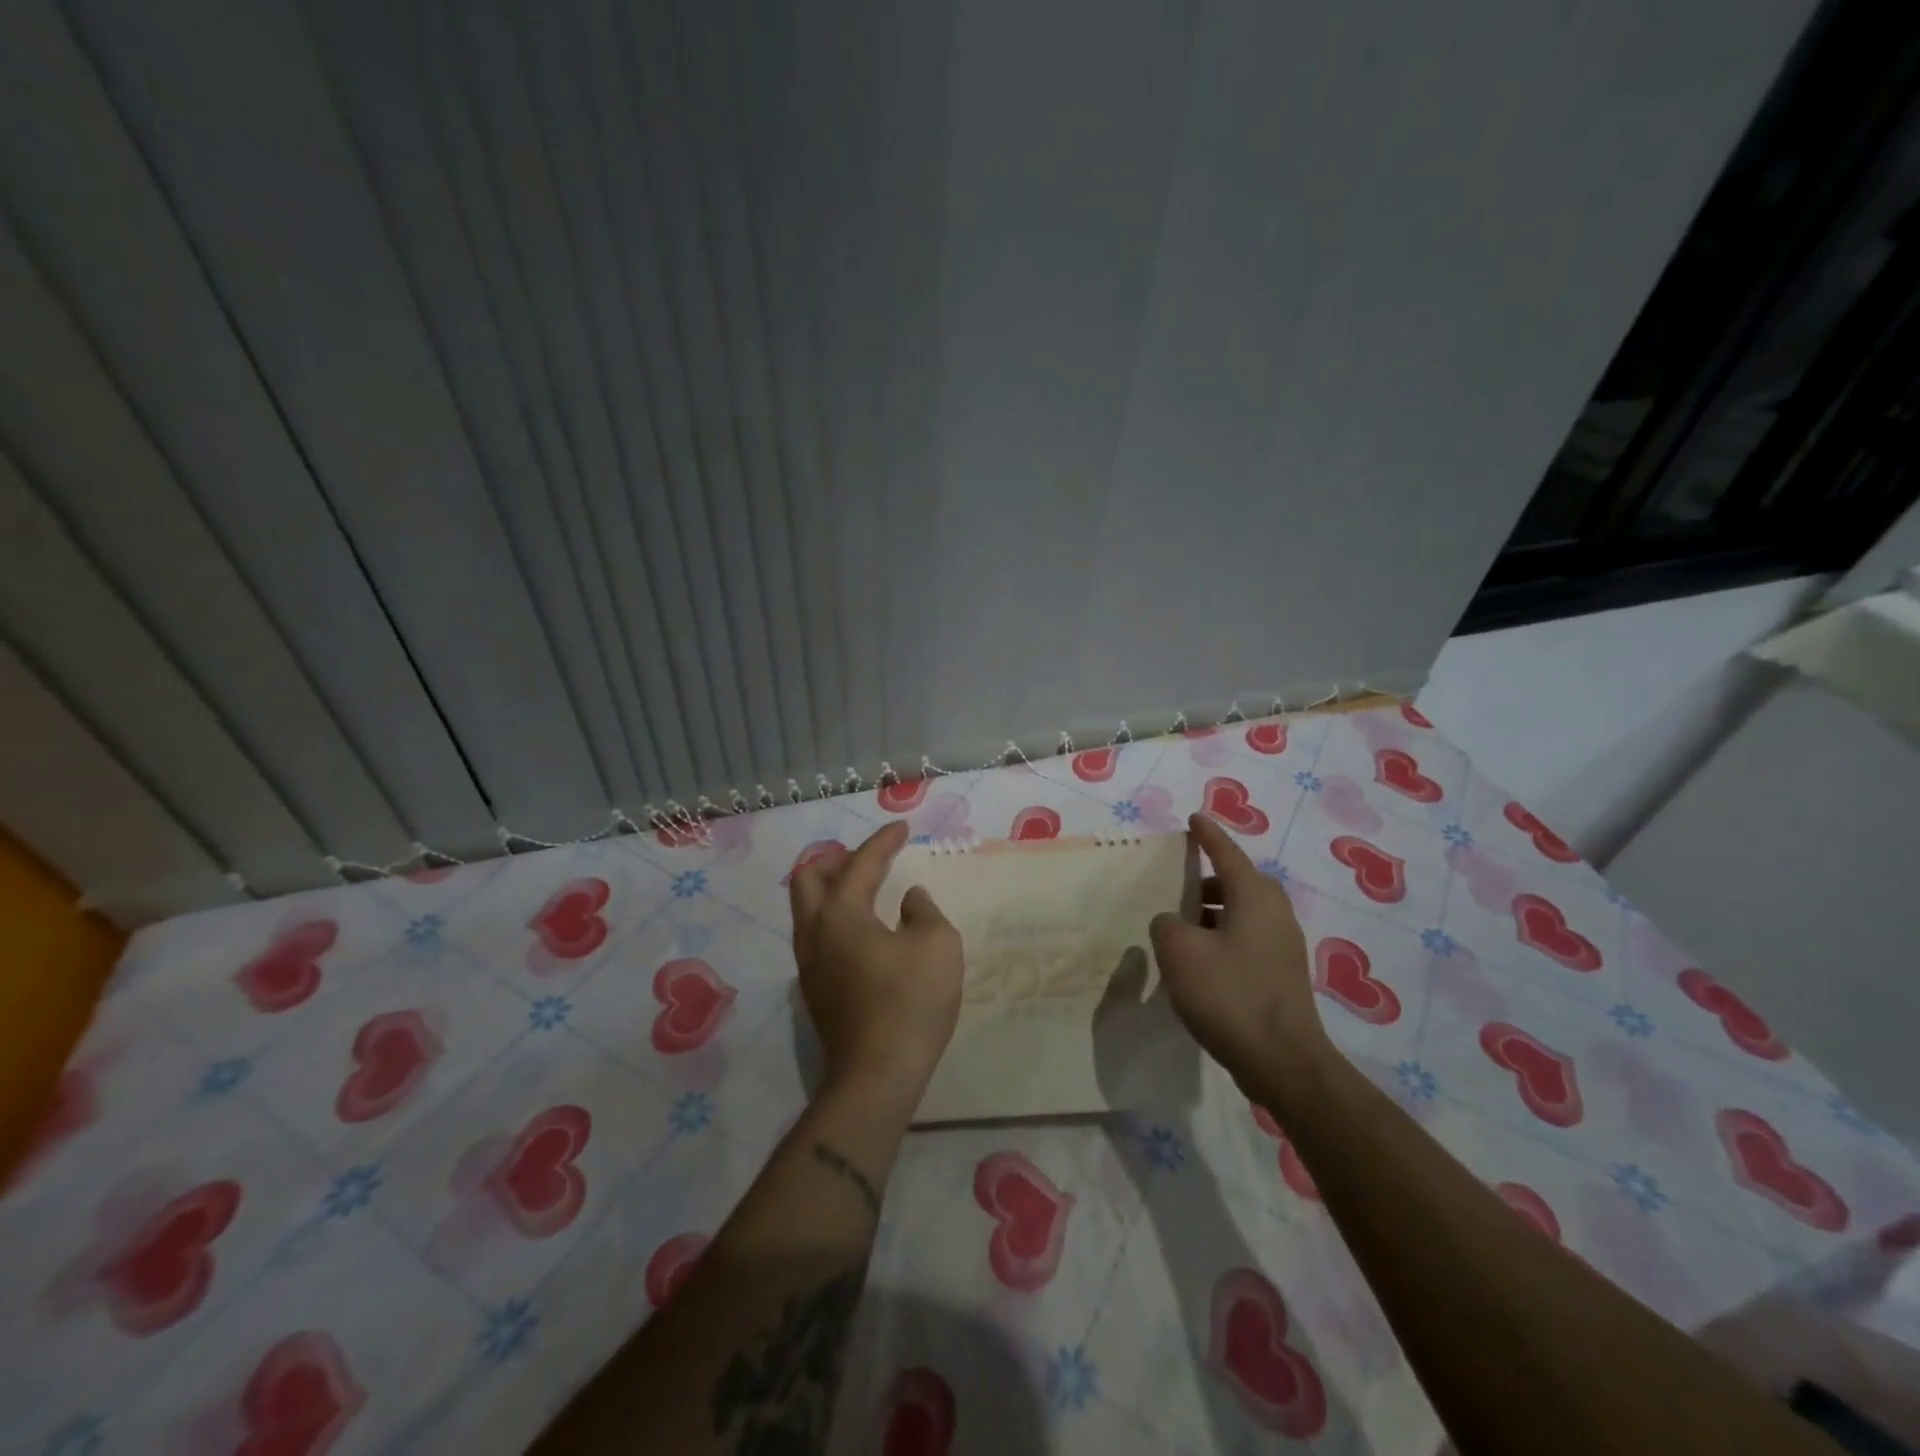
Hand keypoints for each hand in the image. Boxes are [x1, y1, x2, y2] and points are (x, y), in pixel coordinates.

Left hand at [789, 821, 963, 1105]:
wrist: (877, 1076)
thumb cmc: (910, 1002)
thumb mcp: (938, 945)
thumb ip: (924, 911)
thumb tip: (910, 900)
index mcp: (840, 913)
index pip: (860, 863)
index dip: (883, 841)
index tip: (902, 828)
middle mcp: (814, 932)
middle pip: (808, 877)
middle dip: (838, 859)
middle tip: (871, 859)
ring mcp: (808, 964)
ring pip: (807, 908)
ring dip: (833, 889)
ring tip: (867, 889)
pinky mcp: (814, 990)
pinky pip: (816, 934)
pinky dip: (835, 917)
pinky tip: (865, 931)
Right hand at [1149, 814, 1334, 1102]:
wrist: (1282, 1061)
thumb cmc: (1228, 994)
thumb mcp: (1179, 952)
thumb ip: (1167, 924)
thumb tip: (1174, 922)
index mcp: (1254, 897)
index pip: (1227, 853)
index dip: (1208, 835)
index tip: (1195, 818)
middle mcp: (1275, 913)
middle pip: (1241, 882)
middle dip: (1212, 878)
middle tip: (1182, 883)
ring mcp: (1284, 945)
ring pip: (1245, 912)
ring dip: (1216, 911)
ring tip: (1184, 925)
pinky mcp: (1283, 974)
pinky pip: (1249, 938)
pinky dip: (1224, 936)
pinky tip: (1201, 960)